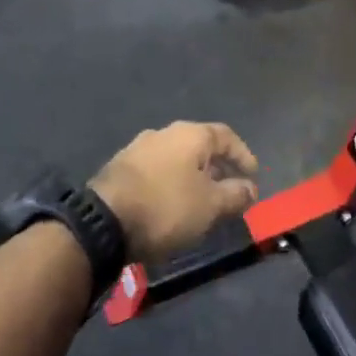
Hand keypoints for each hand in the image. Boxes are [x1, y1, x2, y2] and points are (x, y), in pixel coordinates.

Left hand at [91, 122, 259, 263]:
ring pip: (177, 160)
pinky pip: (157, 172)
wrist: (102, 223)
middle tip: (230, 191)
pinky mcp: (119, 169)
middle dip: (218, 168)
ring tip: (202, 201)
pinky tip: (173, 205)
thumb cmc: (166, 208)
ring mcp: (137, 149)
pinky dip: (172, 184)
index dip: (243, 155)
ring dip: (193, 177)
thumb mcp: (211, 205)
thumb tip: (250, 188)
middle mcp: (163, 133)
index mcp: (190, 135)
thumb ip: (236, 194)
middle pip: (200, 146)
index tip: (253, 176)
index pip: (226, 136)